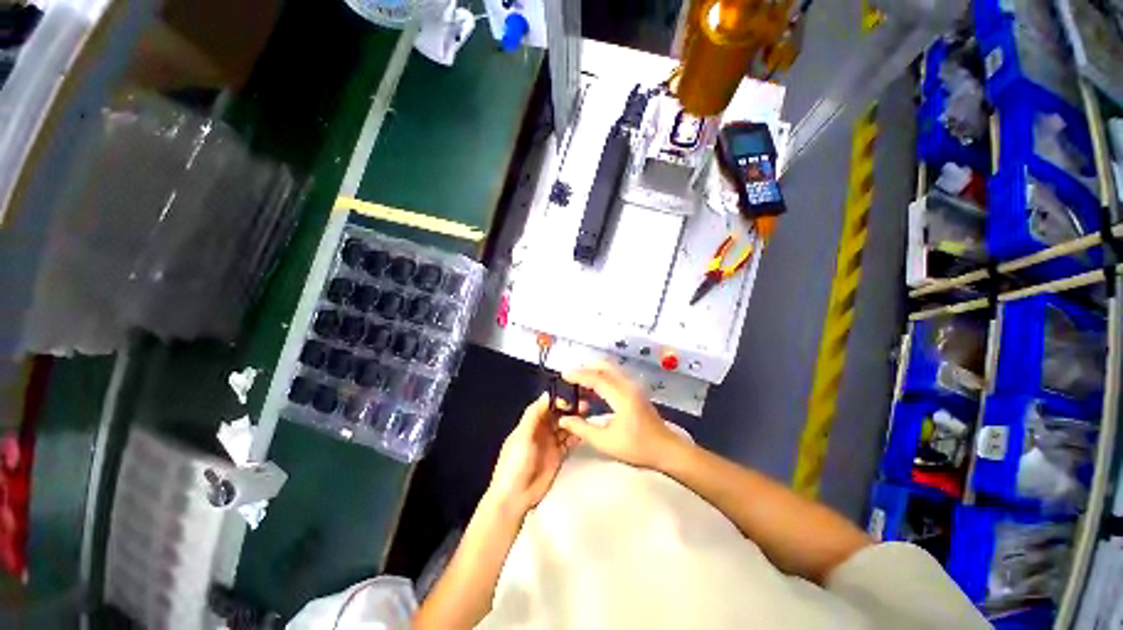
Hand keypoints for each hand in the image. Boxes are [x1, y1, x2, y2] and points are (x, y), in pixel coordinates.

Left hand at [487, 393, 578, 516]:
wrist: (515, 496)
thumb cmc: (515, 463)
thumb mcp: (522, 436)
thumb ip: (534, 415)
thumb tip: (547, 394)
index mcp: (530, 423)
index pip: (545, 405)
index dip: (557, 399)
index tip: (570, 395)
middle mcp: (541, 430)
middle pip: (557, 414)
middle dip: (569, 408)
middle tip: (584, 403)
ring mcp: (550, 442)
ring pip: (565, 426)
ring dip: (575, 420)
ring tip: (588, 415)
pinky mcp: (558, 454)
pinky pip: (570, 441)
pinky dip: (577, 435)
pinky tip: (585, 431)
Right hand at [558, 361, 681, 468]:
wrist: (667, 450)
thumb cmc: (638, 447)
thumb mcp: (606, 442)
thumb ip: (582, 429)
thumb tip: (563, 419)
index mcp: (621, 396)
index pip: (596, 377)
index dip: (578, 375)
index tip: (563, 375)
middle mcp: (628, 385)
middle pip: (604, 366)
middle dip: (585, 369)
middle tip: (570, 378)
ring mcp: (633, 386)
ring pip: (610, 369)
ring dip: (594, 371)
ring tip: (578, 383)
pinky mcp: (635, 390)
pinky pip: (615, 375)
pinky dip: (602, 377)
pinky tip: (593, 390)